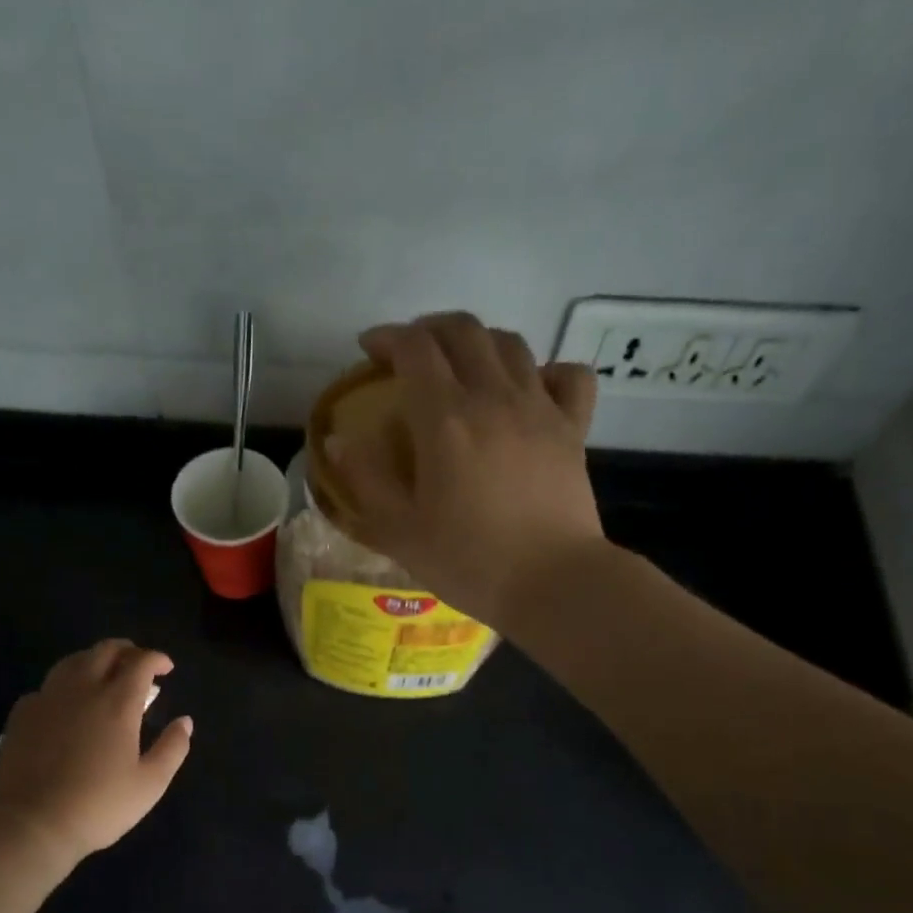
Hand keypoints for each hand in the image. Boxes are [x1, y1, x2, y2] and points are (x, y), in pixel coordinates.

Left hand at [0, 640, 192, 863]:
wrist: (32, 824)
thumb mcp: (150, 784)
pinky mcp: (22, 714)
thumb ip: (172, 748)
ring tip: (103, 675)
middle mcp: (82, 689)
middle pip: (105, 650)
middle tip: (137, 665)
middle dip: (126, 650)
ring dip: (94, 660)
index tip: (166, 669)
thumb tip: (185, 721)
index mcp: (118, 702)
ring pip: (72, 661)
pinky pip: (47, 686)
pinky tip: (66, 704)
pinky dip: (64, 686)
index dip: (156, 658)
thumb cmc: (98, 805)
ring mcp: (48, 698)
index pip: (140, 662)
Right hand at [323, 312, 604, 627]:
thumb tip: (340, 440)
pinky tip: (530, 387)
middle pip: (463, 330)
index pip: (414, 348)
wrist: (552, 584)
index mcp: (445, 420)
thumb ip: (364, 480)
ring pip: (510, 343)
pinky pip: (567, 375)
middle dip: (429, 329)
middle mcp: (493, 398)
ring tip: (459, 365)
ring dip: (478, 342)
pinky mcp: (573, 428)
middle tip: (409, 352)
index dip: (387, 338)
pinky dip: (544, 369)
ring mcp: (540, 408)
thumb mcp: (399, 530)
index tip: (369, 350)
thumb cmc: (468, 561)